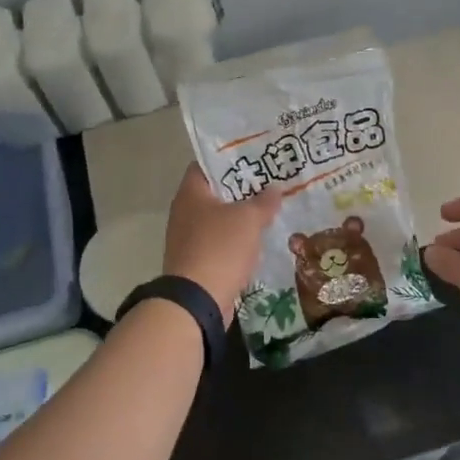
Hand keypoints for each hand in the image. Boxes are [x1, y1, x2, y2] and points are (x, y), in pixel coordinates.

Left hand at [162, 165, 281, 324]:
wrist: (197, 301)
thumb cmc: (220, 248)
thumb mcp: (248, 219)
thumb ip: (263, 201)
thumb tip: (274, 189)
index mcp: (191, 193)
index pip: (206, 164)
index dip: (230, 159)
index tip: (255, 157)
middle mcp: (185, 212)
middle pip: (215, 192)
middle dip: (242, 189)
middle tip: (270, 183)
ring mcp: (188, 238)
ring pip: (219, 219)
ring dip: (241, 217)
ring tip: (270, 210)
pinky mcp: (196, 261)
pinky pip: (220, 243)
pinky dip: (237, 241)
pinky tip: (258, 240)